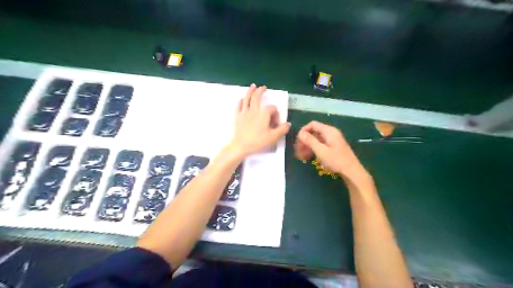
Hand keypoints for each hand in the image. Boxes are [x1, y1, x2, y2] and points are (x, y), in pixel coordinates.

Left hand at [229, 84, 289, 157]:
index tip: (275, 123)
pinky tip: (242, 99)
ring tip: (253, 86)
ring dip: (250, 91)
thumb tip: (288, 123)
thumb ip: (282, 129)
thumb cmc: (258, 141)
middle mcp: (254, 110)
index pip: (272, 109)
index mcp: (264, 114)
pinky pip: (238, 106)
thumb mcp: (273, 137)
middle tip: (263, 87)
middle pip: (257, 97)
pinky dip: (241, 101)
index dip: (275, 114)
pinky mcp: (237, 117)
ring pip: (247, 98)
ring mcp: (244, 112)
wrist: (241, 146)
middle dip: (261, 91)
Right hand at [297, 120, 368, 179]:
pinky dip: (314, 148)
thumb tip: (300, 133)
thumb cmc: (336, 161)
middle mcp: (330, 132)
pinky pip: (320, 143)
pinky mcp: (333, 146)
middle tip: (298, 151)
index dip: (303, 131)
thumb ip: (310, 141)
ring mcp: (332, 139)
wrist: (352, 171)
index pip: (312, 125)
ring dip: (308, 145)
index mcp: (329, 131)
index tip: (298, 142)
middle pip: (313, 131)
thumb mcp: (321, 151)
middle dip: (305, 140)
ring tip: (302, 156)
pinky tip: (309, 156)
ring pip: (316, 138)